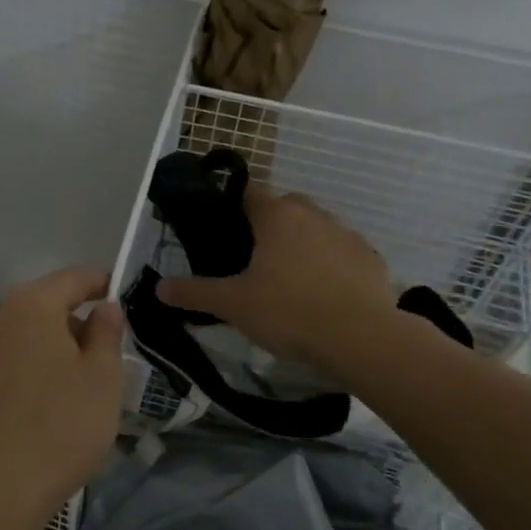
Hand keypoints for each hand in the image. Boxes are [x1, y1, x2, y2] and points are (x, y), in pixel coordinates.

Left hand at [0, 267, 125, 529]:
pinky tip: (41, 405)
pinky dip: (27, 370)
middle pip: (43, 305)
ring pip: (22, 336)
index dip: (98, 282)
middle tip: (104, 350)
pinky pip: (4, 363)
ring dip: (49, 347)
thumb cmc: (60, 428)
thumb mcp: (102, 379)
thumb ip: (107, 333)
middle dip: (74, 320)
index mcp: (31, 307)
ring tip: (75, 383)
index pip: (71, 278)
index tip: (118, 291)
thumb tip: (104, 307)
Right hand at [158, 187, 394, 373]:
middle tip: (253, 256)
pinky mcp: (372, 260)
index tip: (224, 224)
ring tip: (290, 279)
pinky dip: (332, 265)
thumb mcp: (233, 305)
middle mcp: (314, 215)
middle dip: (270, 223)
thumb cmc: (289, 311)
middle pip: (286, 206)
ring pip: (317, 228)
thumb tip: (158, 287)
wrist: (361, 338)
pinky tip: (325, 294)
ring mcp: (348, 235)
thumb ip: (194, 293)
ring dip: (303, 243)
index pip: (250, 190)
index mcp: (277, 216)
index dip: (234, 202)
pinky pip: (344, 253)